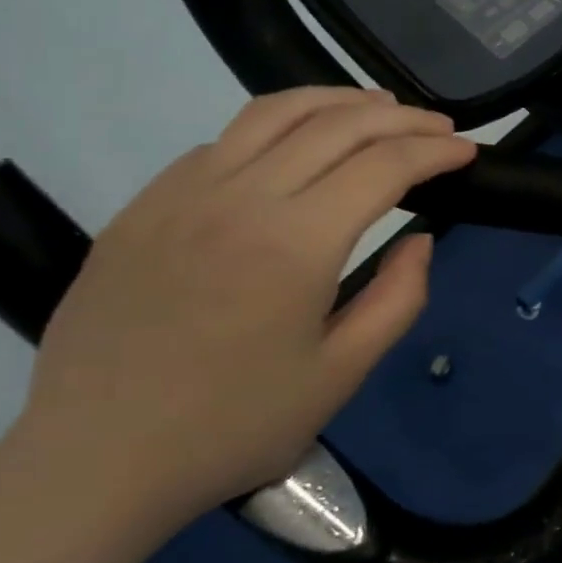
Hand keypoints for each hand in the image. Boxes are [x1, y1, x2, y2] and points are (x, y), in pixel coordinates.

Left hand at [4, 88, 476, 528]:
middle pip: (337, 125)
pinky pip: (223, 142)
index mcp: (295, 243)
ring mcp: (182, 194)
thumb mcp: (341, 374)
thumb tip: (420, 239)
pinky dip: (276, 128)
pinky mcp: (144, 206)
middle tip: (439, 128)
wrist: (94, 461)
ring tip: (377, 109)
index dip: (435, 151)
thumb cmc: (233, 426)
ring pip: (273, 112)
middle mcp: (240, 198)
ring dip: (338, 101)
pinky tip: (294, 150)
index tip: (468, 151)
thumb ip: (397, 298)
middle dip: (401, 118)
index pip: (383, 166)